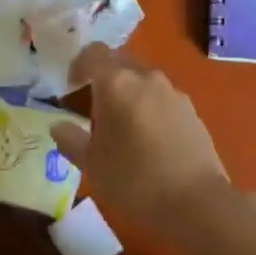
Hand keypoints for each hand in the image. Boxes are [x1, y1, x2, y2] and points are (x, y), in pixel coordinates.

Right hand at [52, 45, 231, 232]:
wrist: (197, 201)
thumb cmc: (134, 180)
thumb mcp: (92, 165)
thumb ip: (71, 140)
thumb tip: (58, 126)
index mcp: (117, 82)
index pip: (94, 53)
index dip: (79, 65)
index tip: (71, 87)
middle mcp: (146, 76)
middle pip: (120, 63)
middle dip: (105, 78)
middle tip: (95, 107)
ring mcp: (173, 91)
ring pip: (143, 80)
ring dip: (130, 93)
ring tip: (123, 127)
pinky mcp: (191, 109)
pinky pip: (162, 98)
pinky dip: (151, 108)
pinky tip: (150, 140)